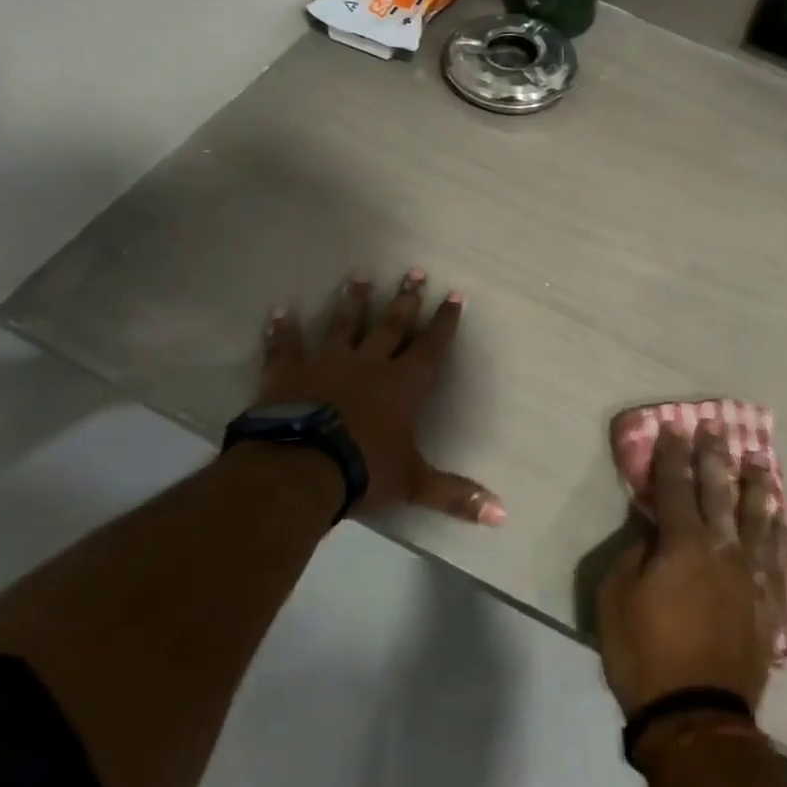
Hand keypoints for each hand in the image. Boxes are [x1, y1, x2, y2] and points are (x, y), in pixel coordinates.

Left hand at [259, 270, 504, 524]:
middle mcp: (369, 363)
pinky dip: (284, 328)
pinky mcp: (289, 371)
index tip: (454, 295)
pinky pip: (286, 345)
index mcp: (403, 385)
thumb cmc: (363, 470)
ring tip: (360, 273)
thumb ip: (456, 495)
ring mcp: (327, 362)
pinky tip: (282, 309)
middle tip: (415, 270)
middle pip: (392, 325)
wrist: (300, 468)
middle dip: (406, 299)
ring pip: (344, 323)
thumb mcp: (414, 484)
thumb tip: (503, 516)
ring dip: (354, 299)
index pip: (431, 346)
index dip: (444, 322)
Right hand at [596, 425, 783, 718]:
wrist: (696, 716)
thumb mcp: (615, 599)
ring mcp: (751, 574)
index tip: (674, 427)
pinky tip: (781, 515)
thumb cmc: (645, 655)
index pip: (674, 485)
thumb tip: (651, 529)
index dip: (672, 454)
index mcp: (681, 543)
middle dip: (714, 455)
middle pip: (718, 490)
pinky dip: (779, 530)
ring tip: (759, 458)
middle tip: (716, 427)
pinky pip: (778, 555)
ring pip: (757, 516)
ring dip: (756, 483)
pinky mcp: (769, 601)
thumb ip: (634, 554)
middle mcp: (721, 547)